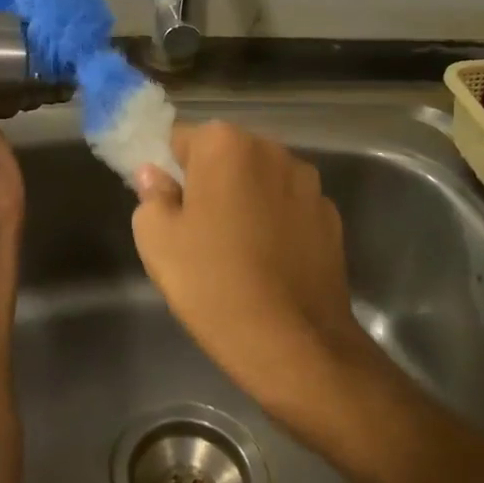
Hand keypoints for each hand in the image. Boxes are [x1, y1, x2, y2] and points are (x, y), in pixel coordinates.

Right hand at [132, 123, 378, 437]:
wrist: (294, 344)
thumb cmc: (213, 284)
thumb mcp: (157, 240)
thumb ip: (151, 195)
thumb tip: (156, 175)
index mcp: (224, 145)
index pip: (181, 138)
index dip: (169, 170)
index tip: (167, 205)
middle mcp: (271, 150)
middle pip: (226, 155)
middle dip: (209, 181)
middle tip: (196, 229)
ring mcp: (308, 183)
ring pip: (260, 181)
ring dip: (245, 199)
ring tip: (235, 249)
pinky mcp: (331, 217)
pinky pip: (289, 207)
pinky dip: (276, 223)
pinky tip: (268, 262)